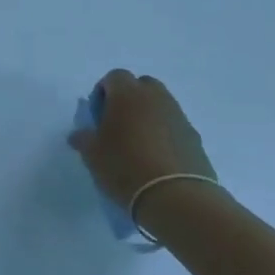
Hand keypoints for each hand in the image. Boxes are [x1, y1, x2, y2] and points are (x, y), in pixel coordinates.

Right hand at [68, 69, 219, 225]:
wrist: (177, 198)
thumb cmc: (125, 167)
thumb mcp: (92, 154)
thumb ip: (83, 138)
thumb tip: (78, 135)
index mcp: (128, 94)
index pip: (114, 76)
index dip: (104, 92)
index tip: (98, 116)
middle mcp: (156, 98)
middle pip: (142, 86)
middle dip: (130, 99)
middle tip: (119, 125)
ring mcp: (179, 117)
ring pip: (161, 106)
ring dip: (149, 117)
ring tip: (139, 145)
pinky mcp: (196, 139)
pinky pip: (175, 127)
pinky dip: (165, 135)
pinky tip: (157, 160)